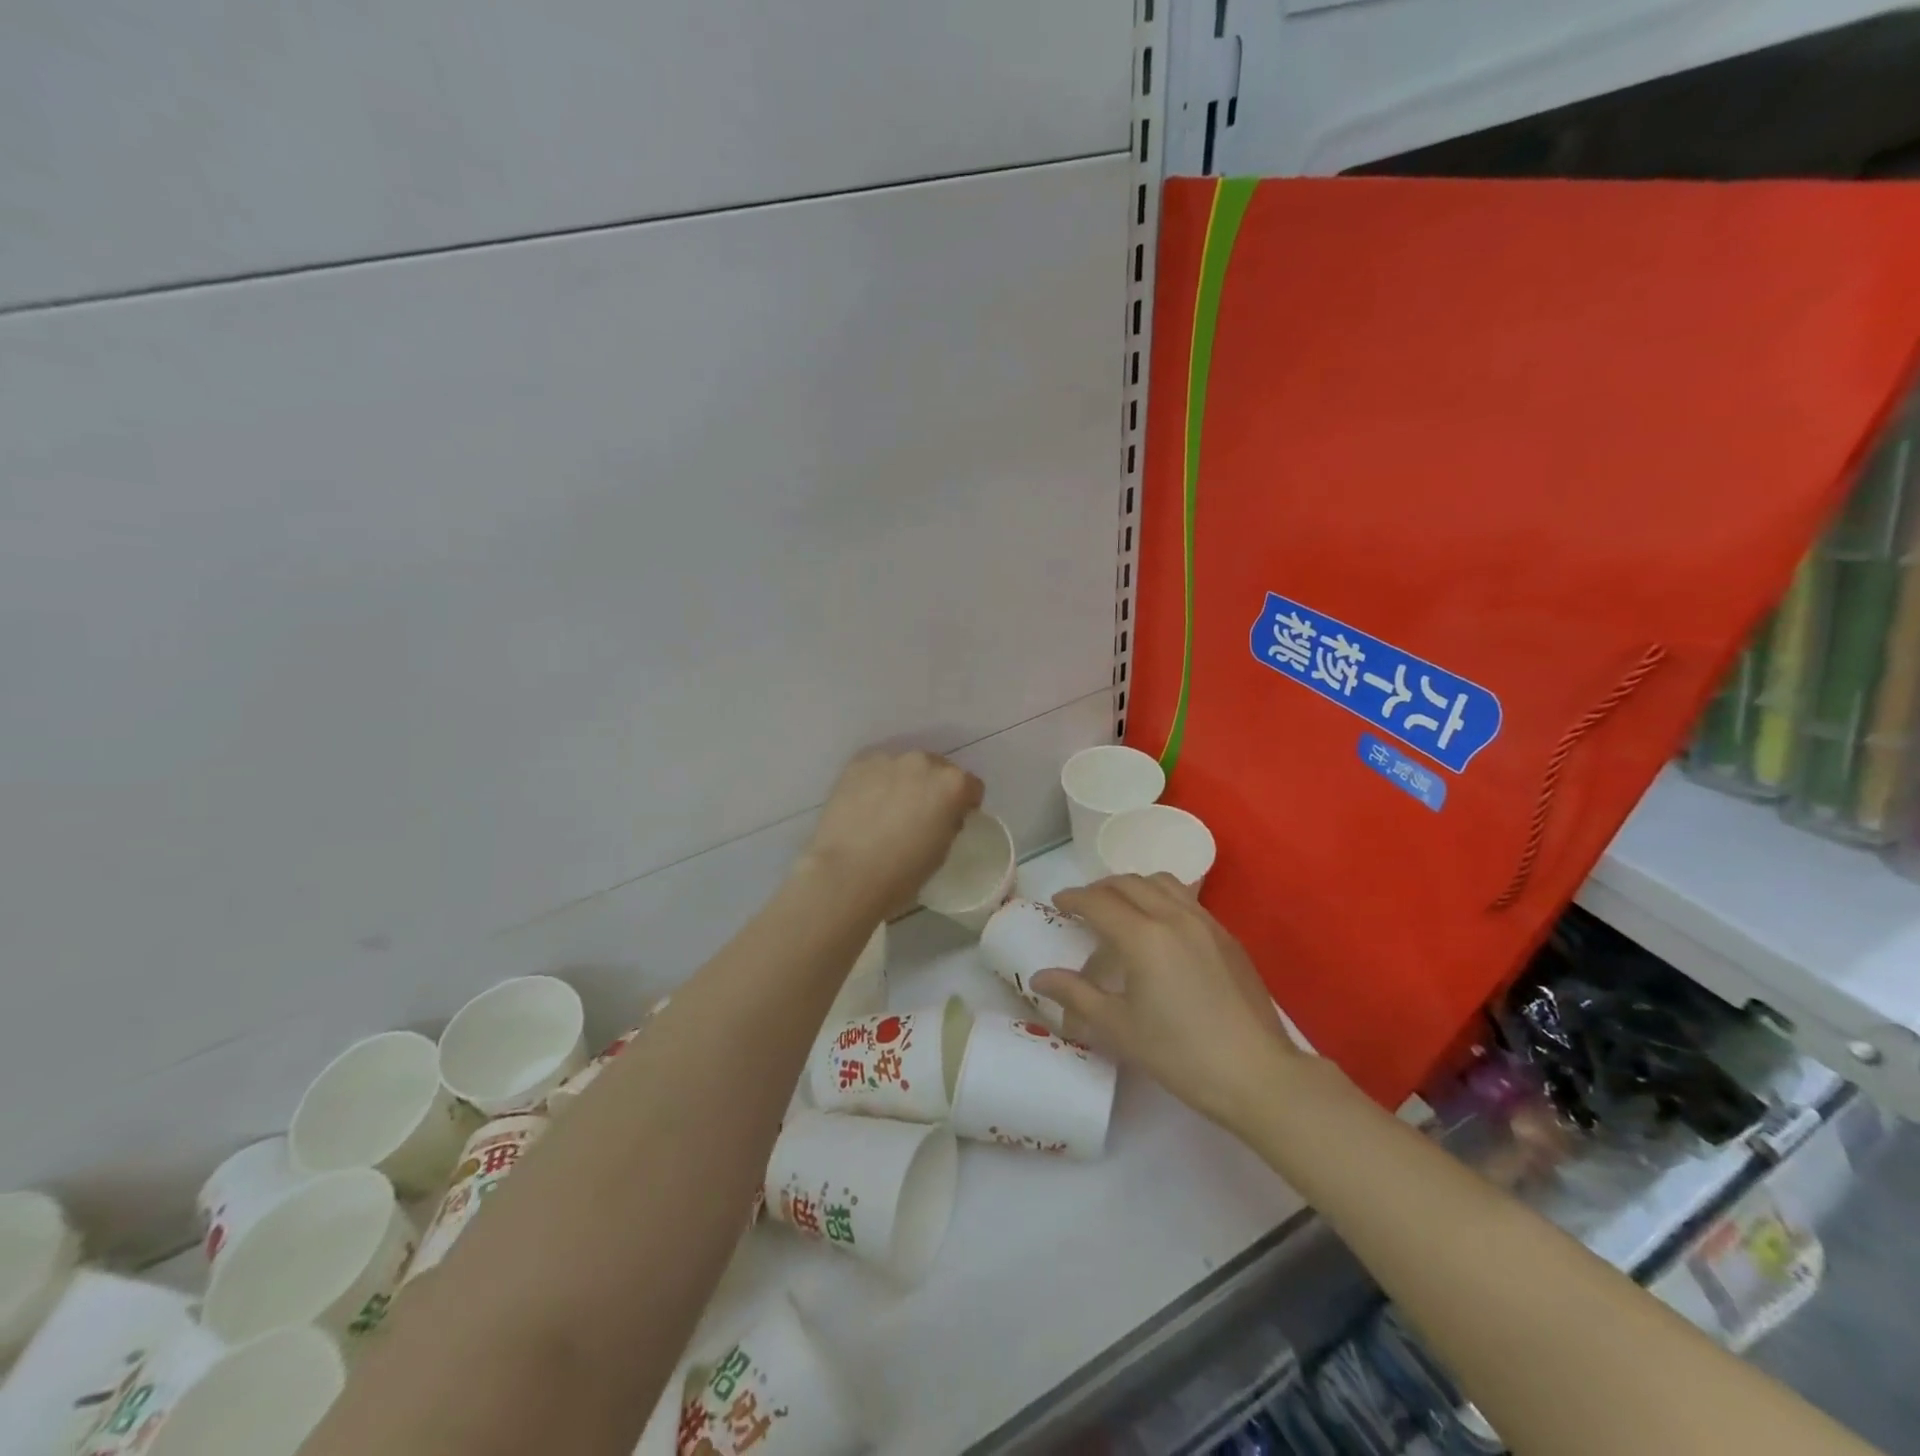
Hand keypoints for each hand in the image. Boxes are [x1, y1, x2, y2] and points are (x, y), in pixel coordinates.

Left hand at [802, 749, 983, 912]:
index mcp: (952, 784)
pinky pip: (876, 769)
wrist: (847, 874)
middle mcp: (923, 762)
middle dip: (934, 787)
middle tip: (919, 814)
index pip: (971, 785)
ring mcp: (888, 759)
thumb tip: (943, 814)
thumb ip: (949, 822)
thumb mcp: (942, 850)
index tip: (954, 818)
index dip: (965, 803)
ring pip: (905, 767)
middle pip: (938, 769)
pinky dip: (877, 782)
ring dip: (904, 782)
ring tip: (888, 810)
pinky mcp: (857, 763)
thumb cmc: (903, 872)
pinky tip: (866, 806)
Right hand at [1033, 875, 1299, 1128]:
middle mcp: (1174, 917)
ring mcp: (1206, 923)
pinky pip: (1187, 899)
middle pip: (1129, 883)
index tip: (1057, 903)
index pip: (1098, 902)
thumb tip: (1040, 977)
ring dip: (1133, 887)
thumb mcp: (1119, 1028)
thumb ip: (1076, 995)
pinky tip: (1160, 928)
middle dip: (1100, 889)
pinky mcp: (1227, 936)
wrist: (1257, 1074)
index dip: (1073, 898)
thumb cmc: (1180, 1054)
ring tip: (1121, 909)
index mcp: (1143, 937)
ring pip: (1162, 883)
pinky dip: (1162, 898)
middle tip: (1084, 906)